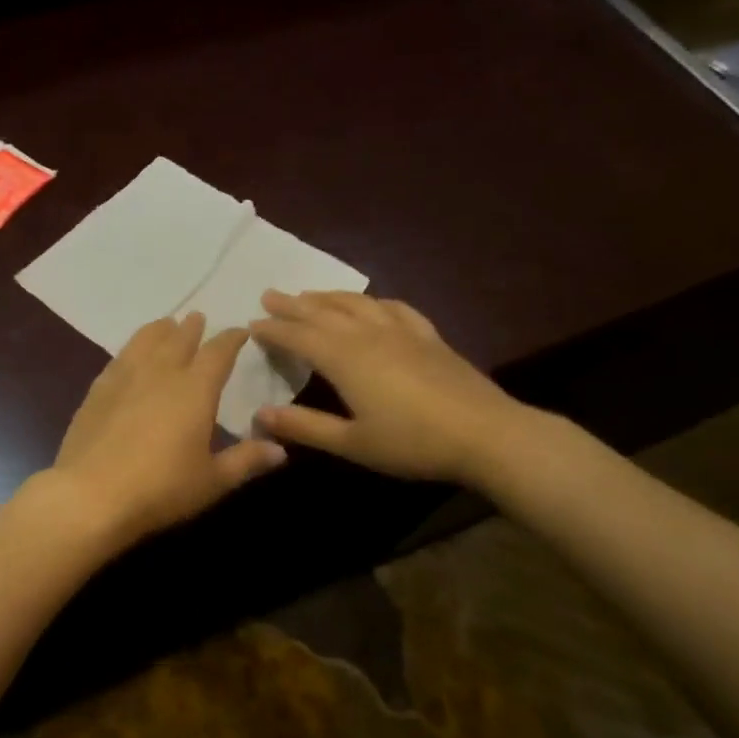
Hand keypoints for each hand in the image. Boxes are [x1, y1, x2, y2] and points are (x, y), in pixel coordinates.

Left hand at [46, 312, 286, 549]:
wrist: (91, 495)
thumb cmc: (161, 488)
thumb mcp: (212, 481)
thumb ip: (246, 460)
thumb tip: (281, 450)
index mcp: (195, 389)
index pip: (218, 353)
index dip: (231, 339)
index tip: (240, 332)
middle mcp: (161, 373)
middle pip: (179, 339)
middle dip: (193, 328)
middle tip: (199, 318)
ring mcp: (124, 378)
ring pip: (145, 340)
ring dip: (160, 330)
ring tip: (166, 325)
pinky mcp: (97, 390)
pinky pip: (119, 357)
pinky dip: (132, 348)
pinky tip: (130, 356)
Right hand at [250, 290, 536, 485]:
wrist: (486, 435)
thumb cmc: (412, 443)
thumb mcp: (352, 443)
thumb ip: (305, 426)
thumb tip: (260, 414)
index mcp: (345, 359)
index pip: (299, 336)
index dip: (274, 329)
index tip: (251, 323)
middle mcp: (368, 335)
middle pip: (323, 312)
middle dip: (293, 304)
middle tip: (269, 294)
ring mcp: (402, 332)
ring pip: (357, 303)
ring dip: (328, 296)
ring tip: (310, 294)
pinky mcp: (429, 337)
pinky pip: (395, 308)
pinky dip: (374, 301)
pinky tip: (372, 303)